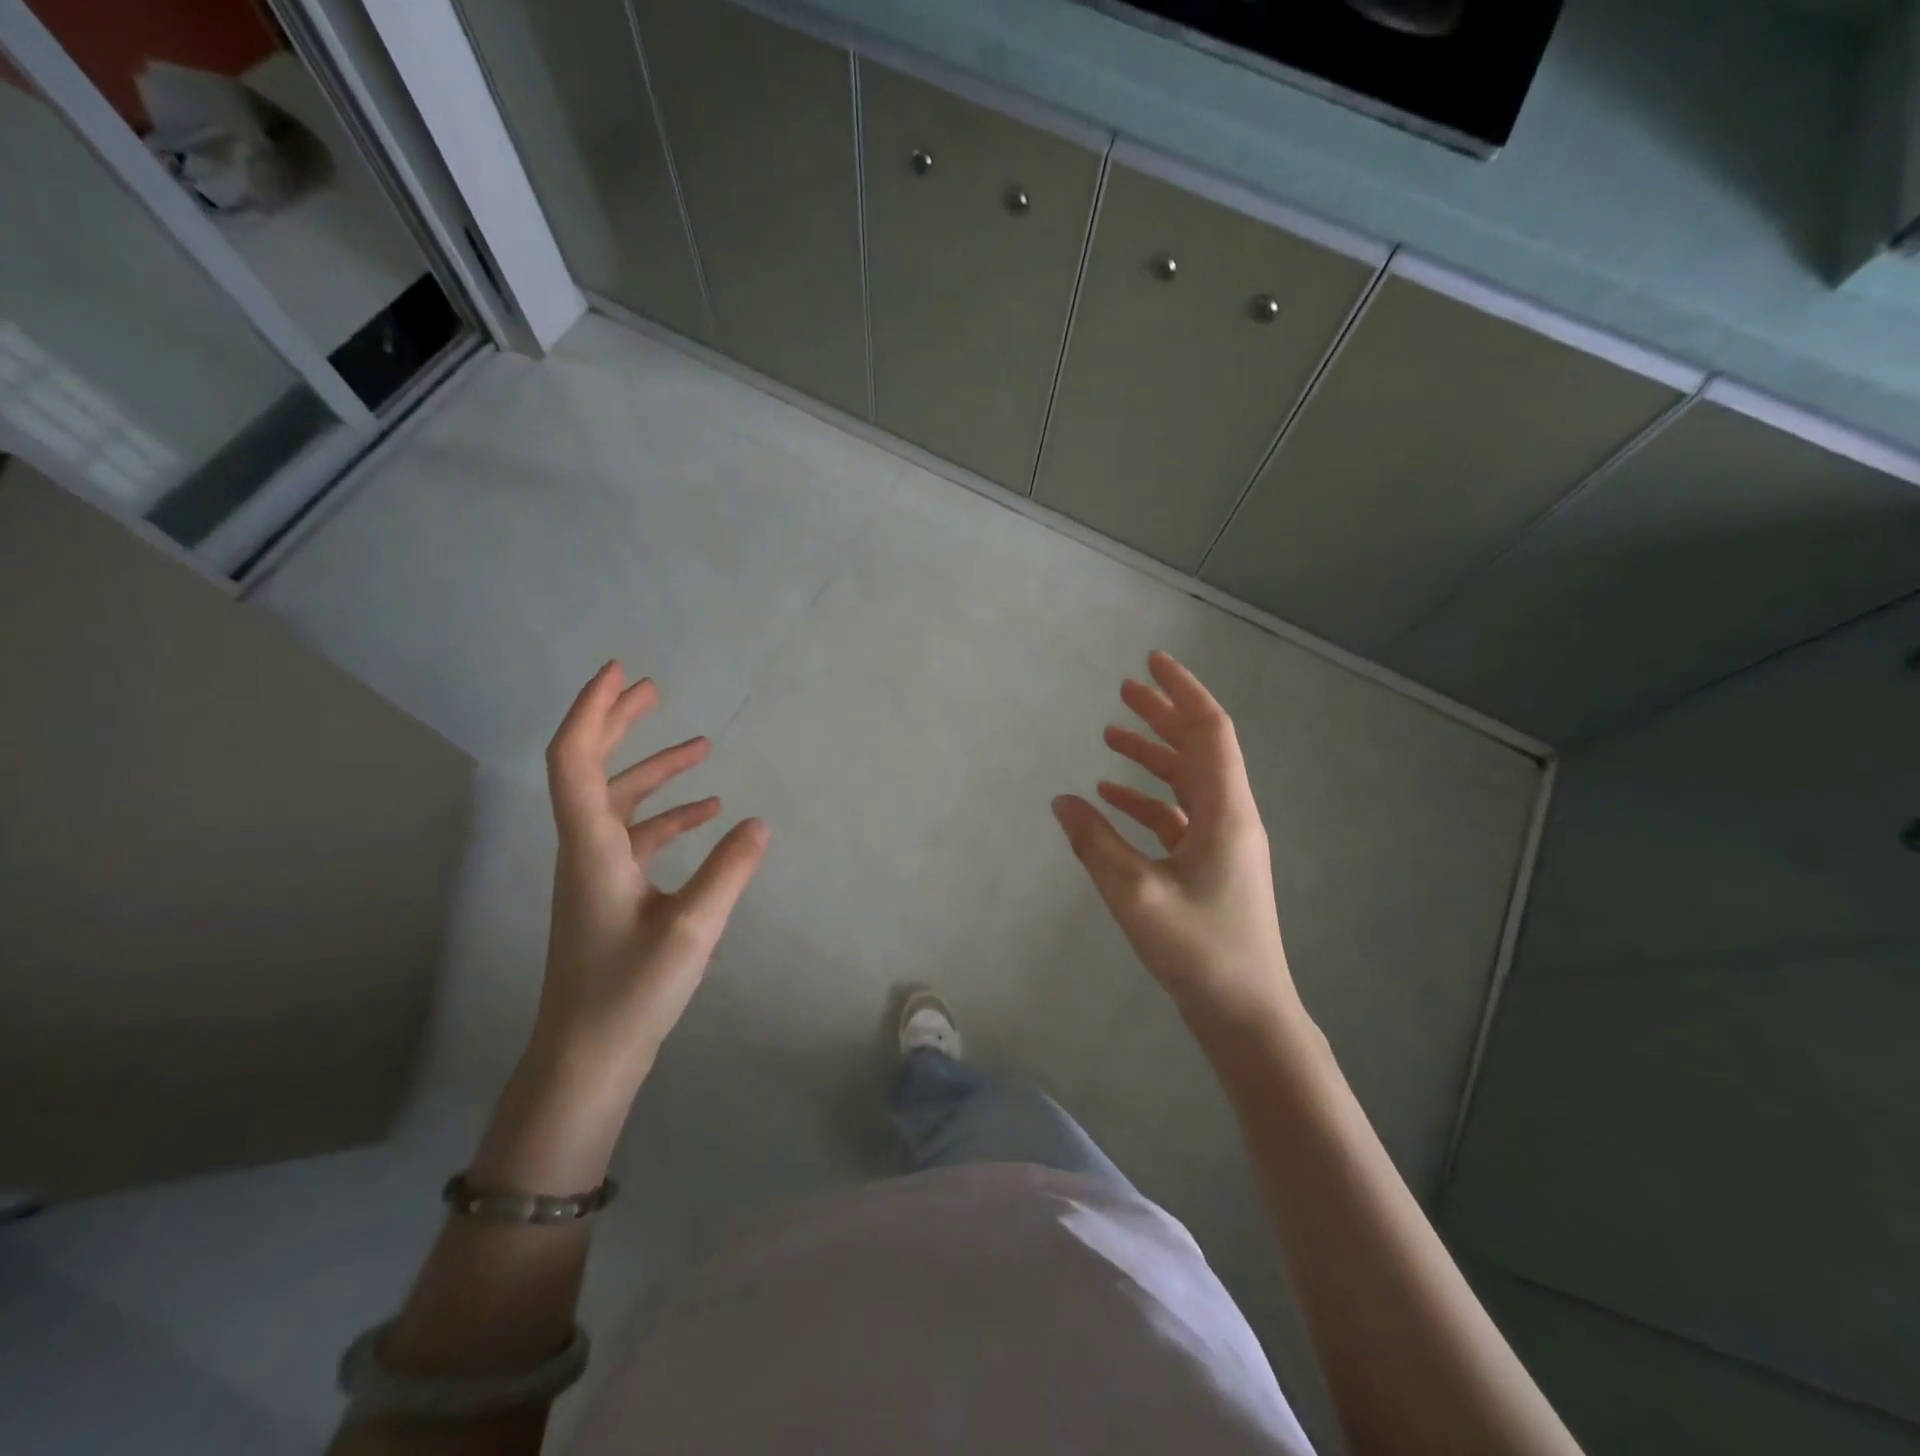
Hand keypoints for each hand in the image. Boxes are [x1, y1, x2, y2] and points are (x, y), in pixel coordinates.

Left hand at [533, 662, 767, 1096]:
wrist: (587, 1057)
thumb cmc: (630, 992)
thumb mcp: (692, 929)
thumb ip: (728, 871)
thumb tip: (758, 822)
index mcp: (592, 848)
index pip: (574, 760)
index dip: (593, 711)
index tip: (621, 674)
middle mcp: (587, 850)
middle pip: (589, 769)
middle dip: (618, 723)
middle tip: (654, 688)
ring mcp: (597, 874)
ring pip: (619, 804)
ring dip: (654, 771)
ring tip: (701, 746)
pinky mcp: (612, 895)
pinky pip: (638, 839)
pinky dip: (669, 817)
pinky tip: (708, 815)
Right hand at [1052, 651, 1297, 1031]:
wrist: (1246, 1014)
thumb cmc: (1198, 950)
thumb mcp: (1136, 894)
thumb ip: (1094, 844)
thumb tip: (1062, 800)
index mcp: (1226, 811)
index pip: (1209, 731)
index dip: (1181, 692)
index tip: (1151, 662)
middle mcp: (1230, 817)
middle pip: (1199, 748)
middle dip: (1163, 715)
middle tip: (1124, 689)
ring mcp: (1222, 843)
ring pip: (1186, 781)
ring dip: (1152, 755)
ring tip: (1110, 736)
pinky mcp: (1209, 866)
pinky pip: (1177, 816)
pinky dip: (1146, 799)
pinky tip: (1111, 797)